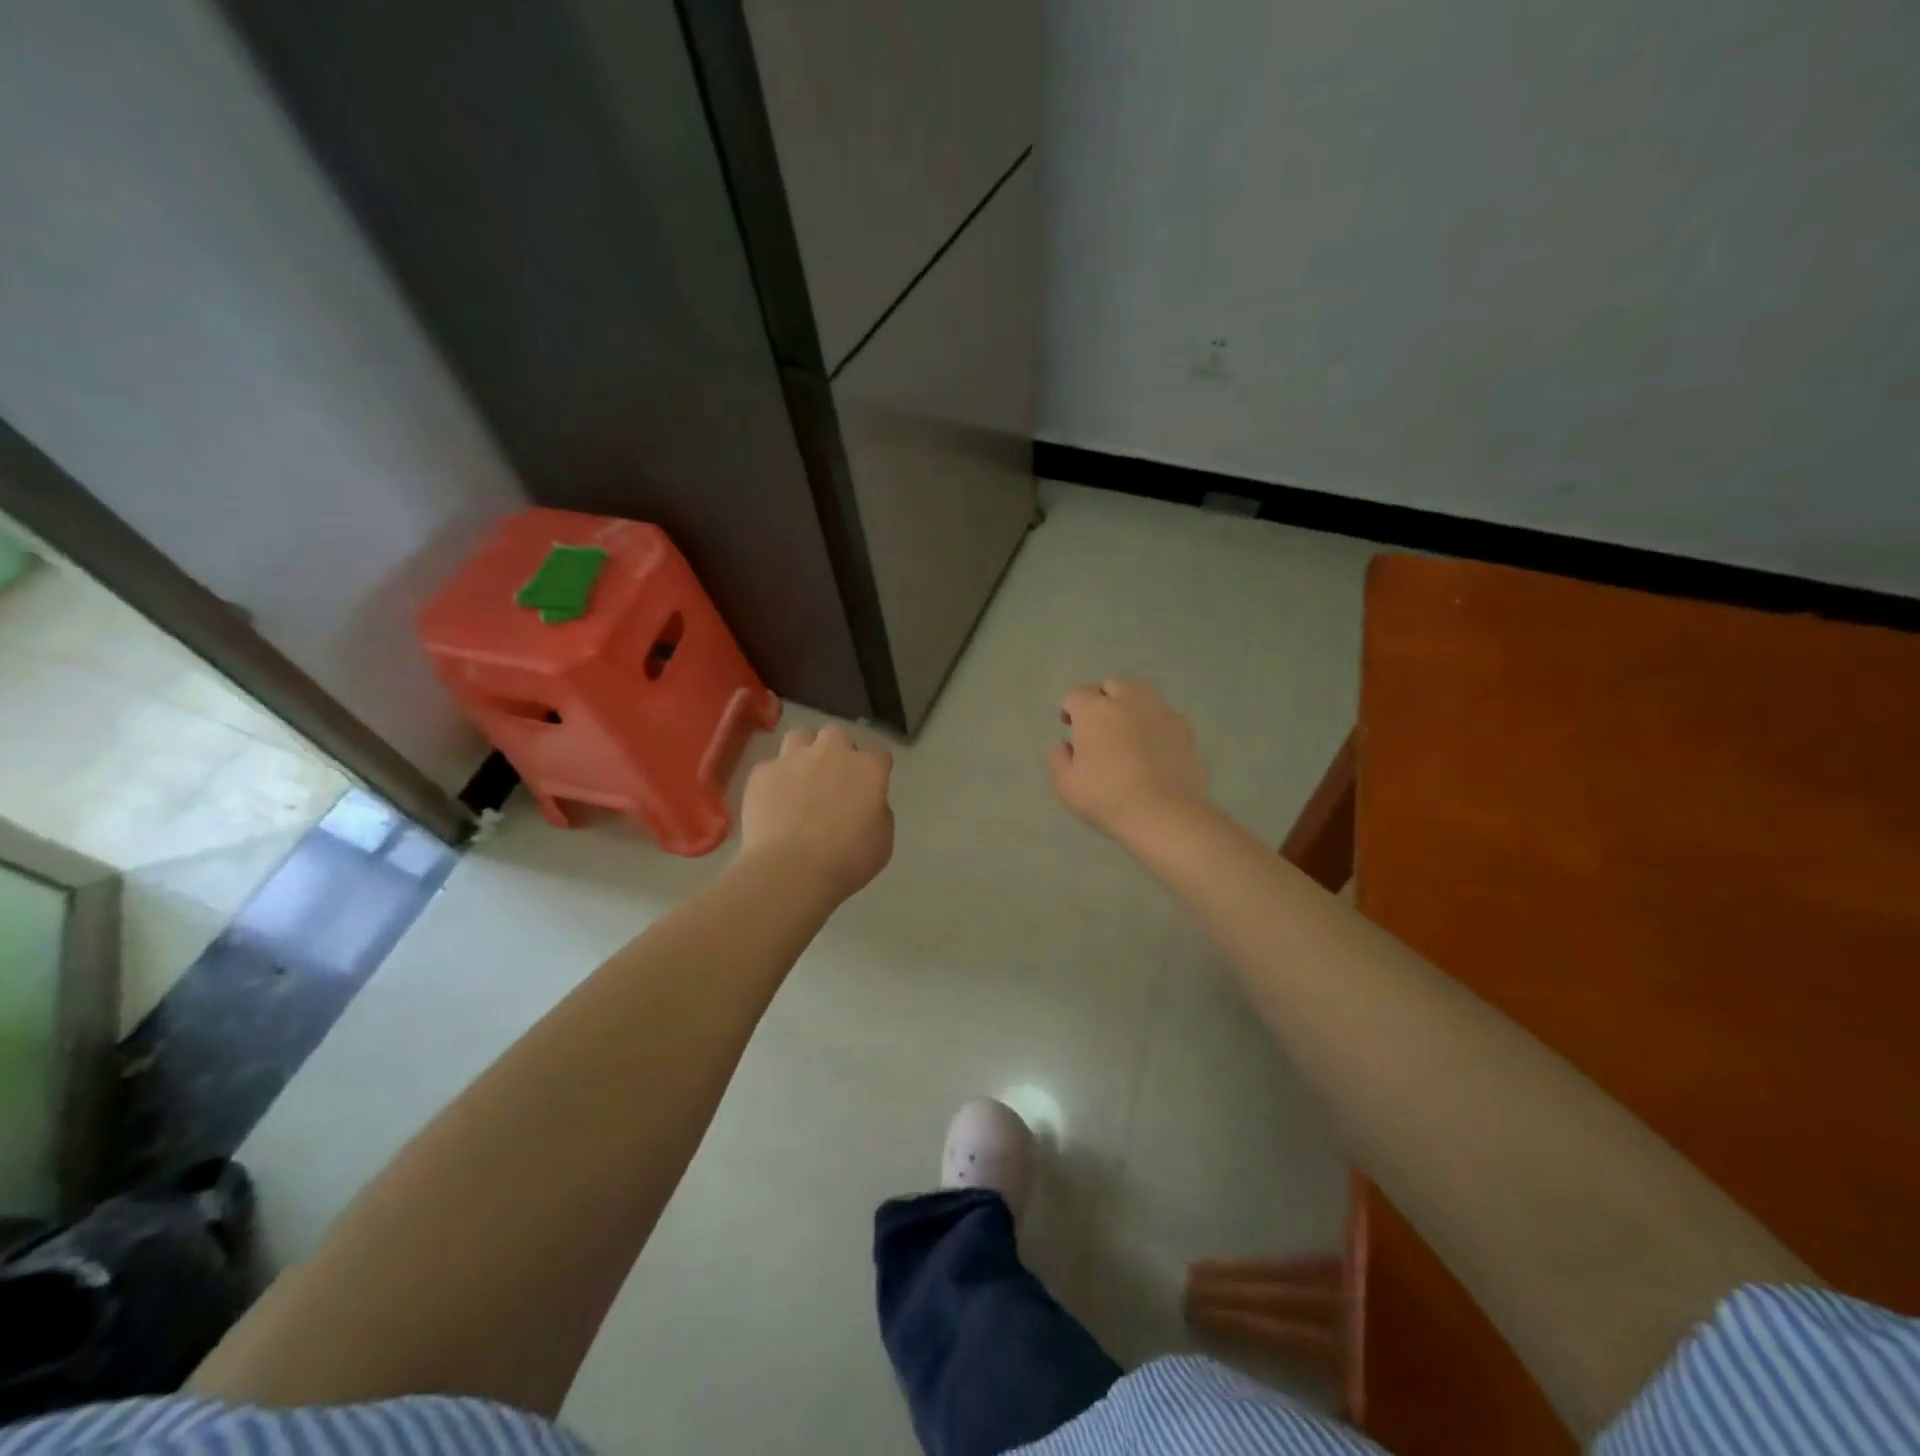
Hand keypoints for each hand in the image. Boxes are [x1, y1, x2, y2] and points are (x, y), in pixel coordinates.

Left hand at [740, 725, 894, 902]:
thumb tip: (867, 803)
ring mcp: (793, 758)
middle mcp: (832, 752)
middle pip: (837, 736)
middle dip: (838, 751)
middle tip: (835, 779)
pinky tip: (773, 800)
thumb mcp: (882, 841)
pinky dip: (774, 779)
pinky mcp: (762, 773)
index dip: (875, 770)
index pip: (879, 755)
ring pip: (800, 736)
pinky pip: (770, 766)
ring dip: (804, 751)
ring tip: (801, 776)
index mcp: (868, 769)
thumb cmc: (846, 861)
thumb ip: (878, 811)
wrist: (789, 871)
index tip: (871, 787)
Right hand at [1049, 678, 1211, 847]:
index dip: (1069, 708)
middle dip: (1101, 699)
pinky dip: (1155, 722)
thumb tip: (1063, 744)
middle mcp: (1128, 701)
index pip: (1075, 694)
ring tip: (1128, 730)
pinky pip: (1164, 714)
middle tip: (1098, 725)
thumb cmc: (1107, 798)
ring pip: (1142, 693)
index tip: (1068, 725)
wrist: (1165, 814)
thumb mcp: (1066, 786)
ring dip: (1130, 705)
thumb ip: (1058, 759)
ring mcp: (1160, 711)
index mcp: (1094, 710)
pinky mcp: (1185, 728)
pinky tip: (1154, 746)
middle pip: (1111, 685)